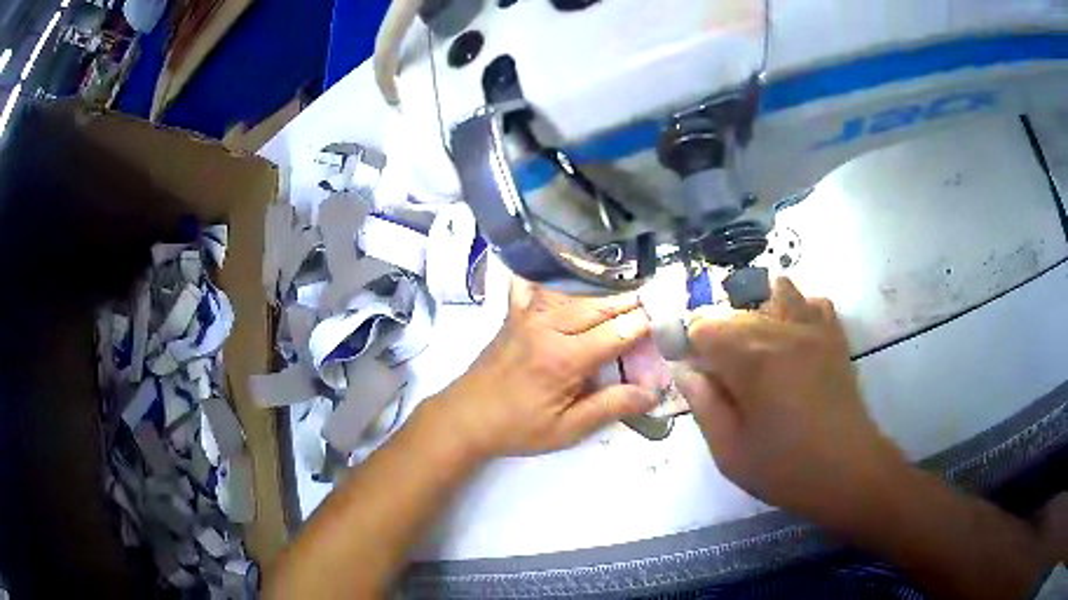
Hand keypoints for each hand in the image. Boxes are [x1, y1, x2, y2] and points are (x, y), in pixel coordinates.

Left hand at [431, 278, 658, 457]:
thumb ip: (610, 407)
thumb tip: (652, 393)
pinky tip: (569, 265)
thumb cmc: (517, 428)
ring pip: (576, 293)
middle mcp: (548, 326)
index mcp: (564, 358)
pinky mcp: (514, 314)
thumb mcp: (566, 429)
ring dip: (606, 289)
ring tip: (631, 287)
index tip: (670, 318)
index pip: (618, 333)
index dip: (647, 325)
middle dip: (633, 301)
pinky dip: (555, 275)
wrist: (464, 417)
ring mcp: (528, 315)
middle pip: (601, 305)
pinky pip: (536, 285)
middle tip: (659, 296)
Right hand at [675, 277, 905, 522]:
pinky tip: (793, 338)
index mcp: (751, 360)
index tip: (696, 374)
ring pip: (773, 294)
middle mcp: (781, 331)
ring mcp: (813, 329)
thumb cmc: (785, 468)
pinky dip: (797, 309)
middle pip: (735, 311)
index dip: (690, 346)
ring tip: (758, 351)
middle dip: (719, 336)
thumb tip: (686, 371)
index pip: (703, 325)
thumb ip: (703, 405)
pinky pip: (813, 301)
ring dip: (757, 315)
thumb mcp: (729, 452)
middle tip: (725, 378)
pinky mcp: (834, 336)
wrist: (848, 471)